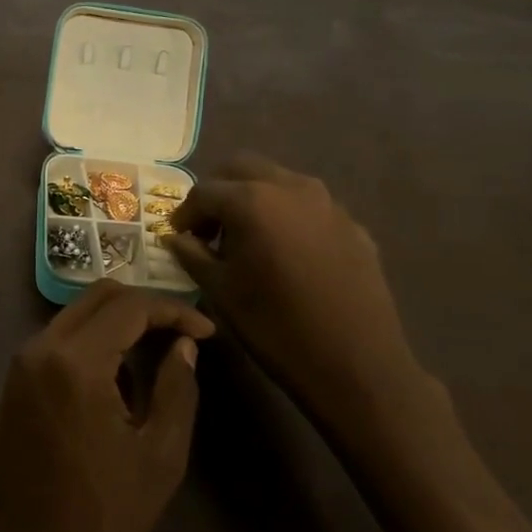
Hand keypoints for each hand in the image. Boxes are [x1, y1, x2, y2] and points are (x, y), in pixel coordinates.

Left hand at [0, 282, 214, 531]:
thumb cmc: (109, 512)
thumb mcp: (162, 453)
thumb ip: (178, 387)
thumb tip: (184, 344)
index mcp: (76, 362)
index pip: (129, 308)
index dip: (173, 310)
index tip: (207, 330)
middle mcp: (40, 349)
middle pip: (97, 297)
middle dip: (144, 305)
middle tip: (183, 331)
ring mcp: (20, 364)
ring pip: (75, 315)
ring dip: (117, 322)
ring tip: (157, 350)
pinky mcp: (13, 382)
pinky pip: (57, 340)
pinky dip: (91, 340)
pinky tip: (119, 372)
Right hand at [165, 154, 454, 457]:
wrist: (356, 363)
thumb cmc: (275, 326)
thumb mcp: (220, 291)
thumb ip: (192, 254)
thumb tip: (176, 237)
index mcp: (252, 201)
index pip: (204, 192)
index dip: (184, 213)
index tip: (177, 236)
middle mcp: (291, 187)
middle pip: (242, 168)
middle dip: (218, 192)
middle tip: (208, 227)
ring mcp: (328, 203)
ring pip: (278, 180)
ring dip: (254, 198)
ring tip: (246, 238)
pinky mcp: (352, 224)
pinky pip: (308, 205)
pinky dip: (287, 216)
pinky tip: (285, 253)